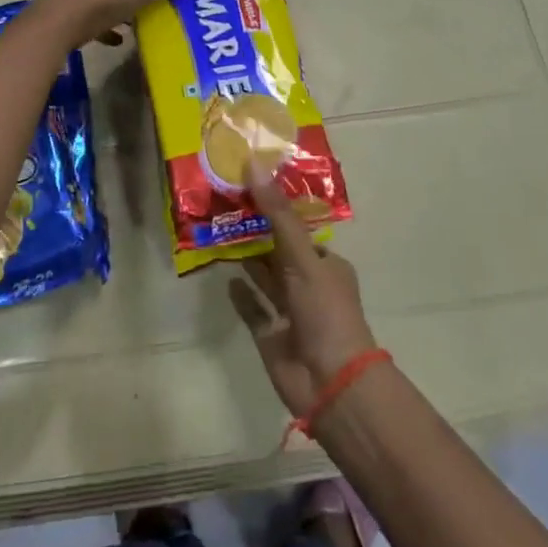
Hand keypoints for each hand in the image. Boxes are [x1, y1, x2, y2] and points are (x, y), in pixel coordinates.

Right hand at [229, 165, 378, 418]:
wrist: (330, 382)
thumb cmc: (325, 312)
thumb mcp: (302, 257)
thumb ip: (277, 214)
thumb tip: (254, 164)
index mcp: (325, 264)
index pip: (298, 229)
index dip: (275, 209)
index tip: (248, 187)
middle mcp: (307, 284)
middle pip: (278, 251)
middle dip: (256, 231)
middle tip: (224, 204)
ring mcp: (288, 311)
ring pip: (264, 278)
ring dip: (246, 258)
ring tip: (218, 232)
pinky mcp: (270, 334)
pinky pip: (252, 308)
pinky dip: (241, 293)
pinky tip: (226, 276)